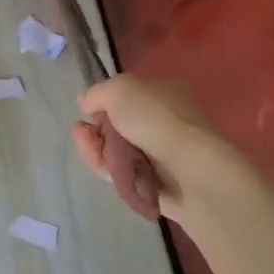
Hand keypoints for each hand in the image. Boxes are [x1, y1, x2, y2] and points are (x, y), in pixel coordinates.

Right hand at [73, 76, 238, 216]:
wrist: (191, 173)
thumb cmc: (157, 121)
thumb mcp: (119, 89)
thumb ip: (97, 93)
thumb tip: (87, 104)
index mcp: (166, 94)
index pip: (128, 97)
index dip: (104, 103)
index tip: (88, 111)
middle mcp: (166, 123)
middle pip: (119, 126)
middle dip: (95, 130)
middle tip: (82, 133)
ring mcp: (163, 155)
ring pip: (118, 152)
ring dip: (97, 149)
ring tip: (90, 150)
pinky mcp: (158, 184)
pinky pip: (125, 174)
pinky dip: (110, 170)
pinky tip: (102, 167)